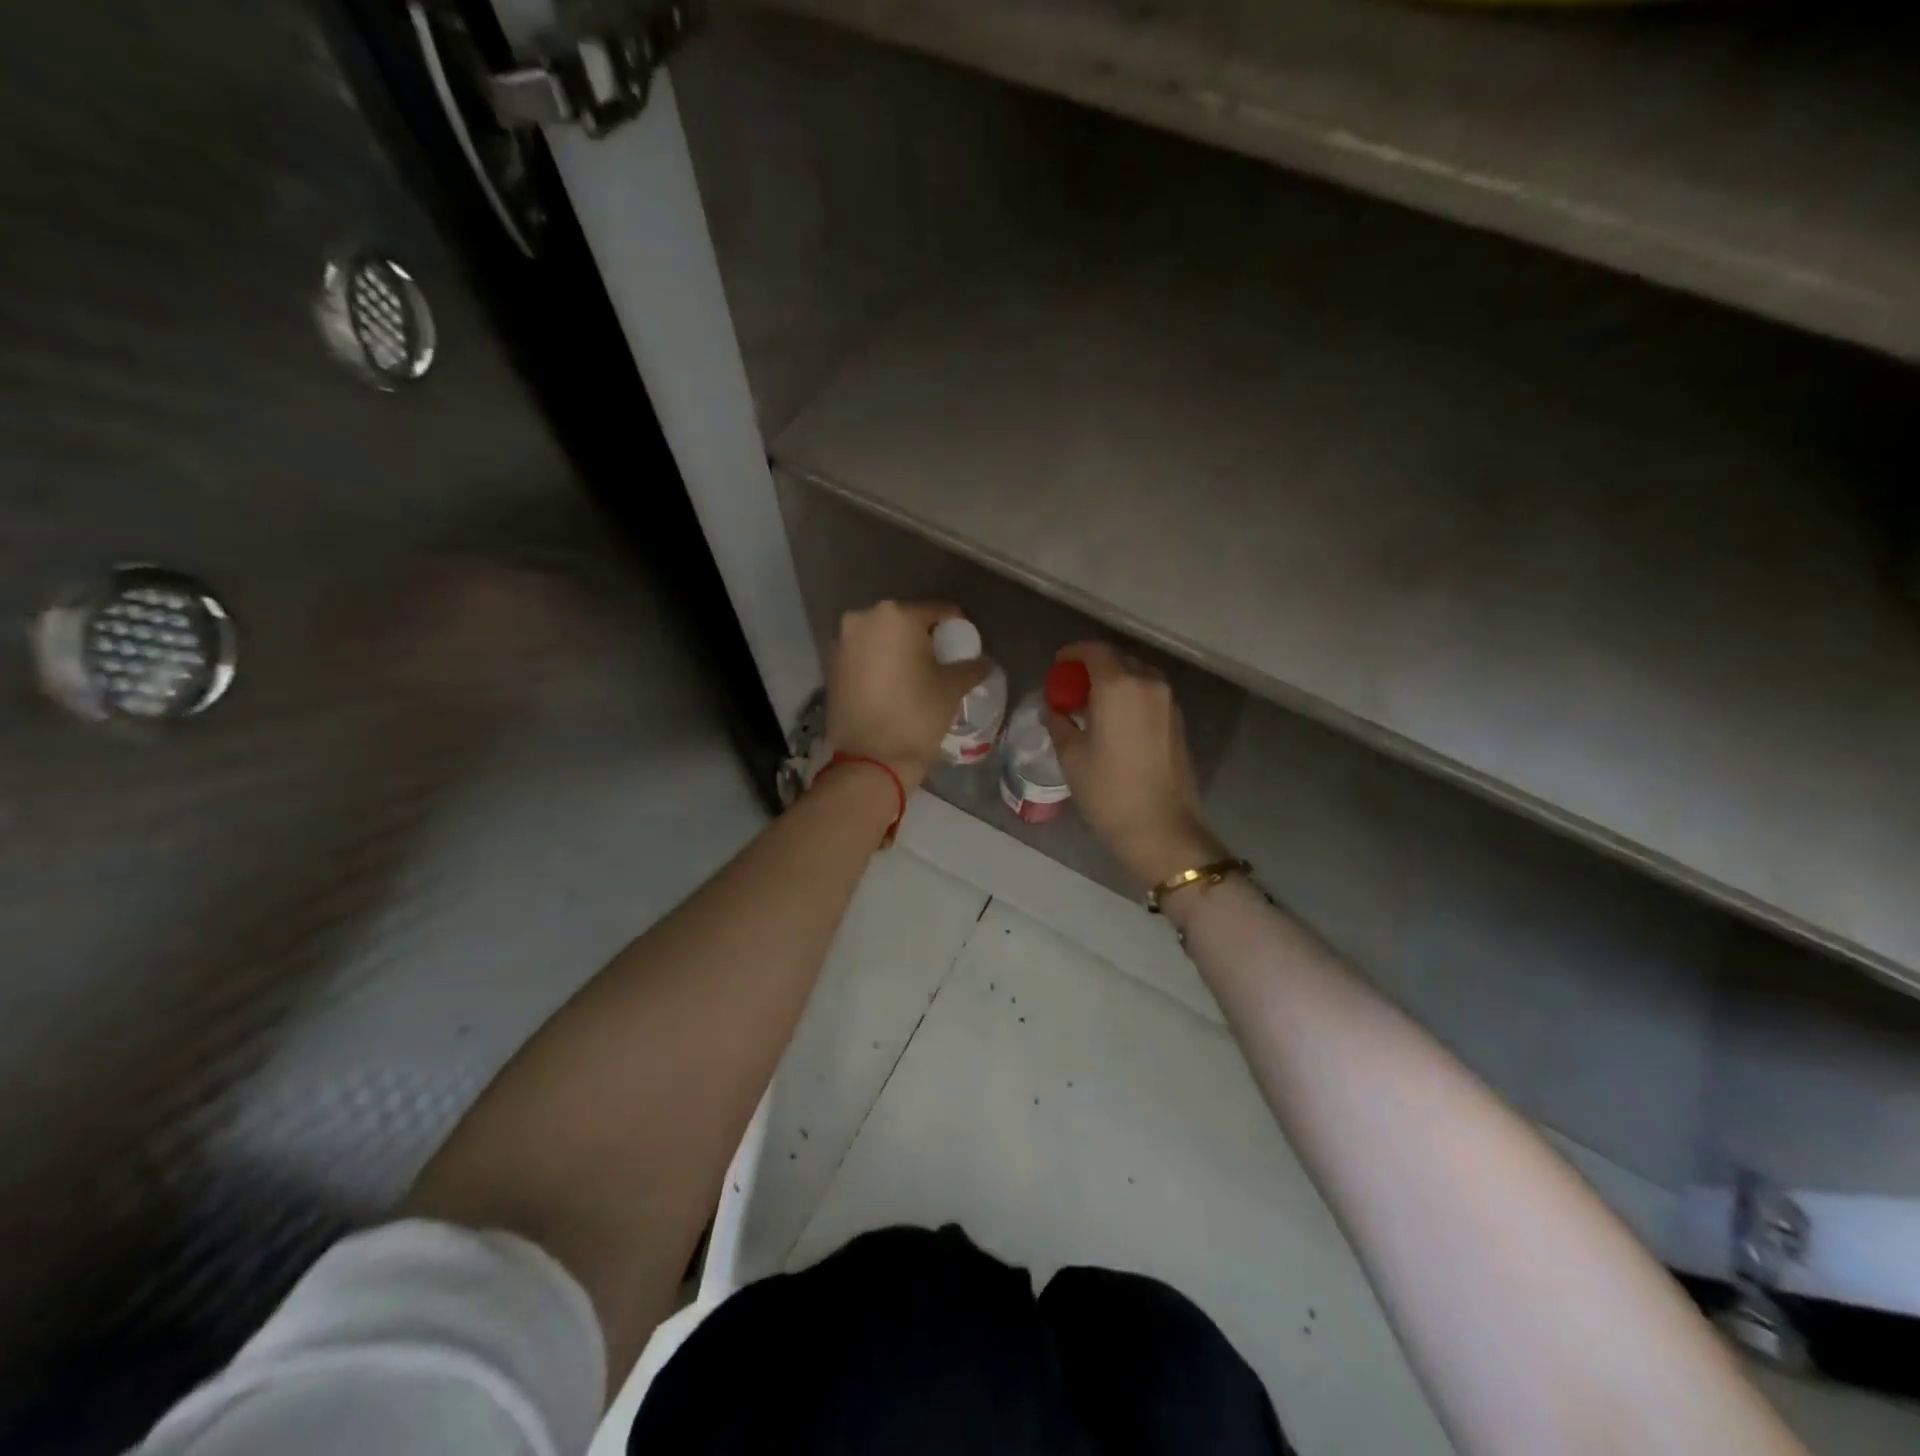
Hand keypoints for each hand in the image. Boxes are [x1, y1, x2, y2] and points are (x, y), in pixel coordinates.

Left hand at [827, 600, 990, 790]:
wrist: (870, 760)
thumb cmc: (916, 715)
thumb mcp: (953, 688)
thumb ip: (972, 667)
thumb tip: (984, 662)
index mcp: (896, 615)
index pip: (937, 610)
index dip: (956, 626)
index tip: (965, 644)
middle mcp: (863, 619)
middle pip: (905, 620)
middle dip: (925, 636)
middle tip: (943, 659)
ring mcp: (842, 642)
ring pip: (881, 637)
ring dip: (900, 649)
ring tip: (918, 673)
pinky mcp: (831, 666)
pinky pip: (864, 655)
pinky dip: (880, 663)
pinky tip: (895, 684)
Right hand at [1046, 642, 1227, 889]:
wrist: (1161, 829)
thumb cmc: (1108, 791)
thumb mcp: (1072, 756)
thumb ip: (1060, 722)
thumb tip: (1054, 709)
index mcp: (1119, 686)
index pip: (1094, 651)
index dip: (1073, 653)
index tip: (1058, 664)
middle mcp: (1148, 684)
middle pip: (1118, 660)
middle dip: (1093, 667)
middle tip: (1071, 687)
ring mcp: (1168, 703)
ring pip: (1137, 676)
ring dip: (1114, 681)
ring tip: (1091, 705)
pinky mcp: (1177, 722)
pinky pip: (1149, 695)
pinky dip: (1130, 696)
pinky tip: (1114, 721)